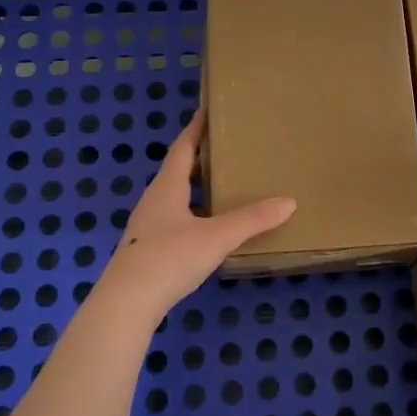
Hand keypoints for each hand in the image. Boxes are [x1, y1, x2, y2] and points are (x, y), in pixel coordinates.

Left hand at [99, 109, 295, 311]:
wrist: (126, 304)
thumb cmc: (169, 258)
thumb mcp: (217, 237)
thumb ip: (253, 219)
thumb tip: (289, 201)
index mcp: (167, 188)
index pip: (182, 148)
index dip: (196, 129)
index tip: (208, 111)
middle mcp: (154, 201)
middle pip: (177, 170)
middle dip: (199, 157)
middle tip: (226, 147)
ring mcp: (148, 226)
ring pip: (175, 196)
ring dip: (195, 186)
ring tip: (222, 184)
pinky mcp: (147, 249)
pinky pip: (174, 218)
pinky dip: (193, 212)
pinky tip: (207, 226)